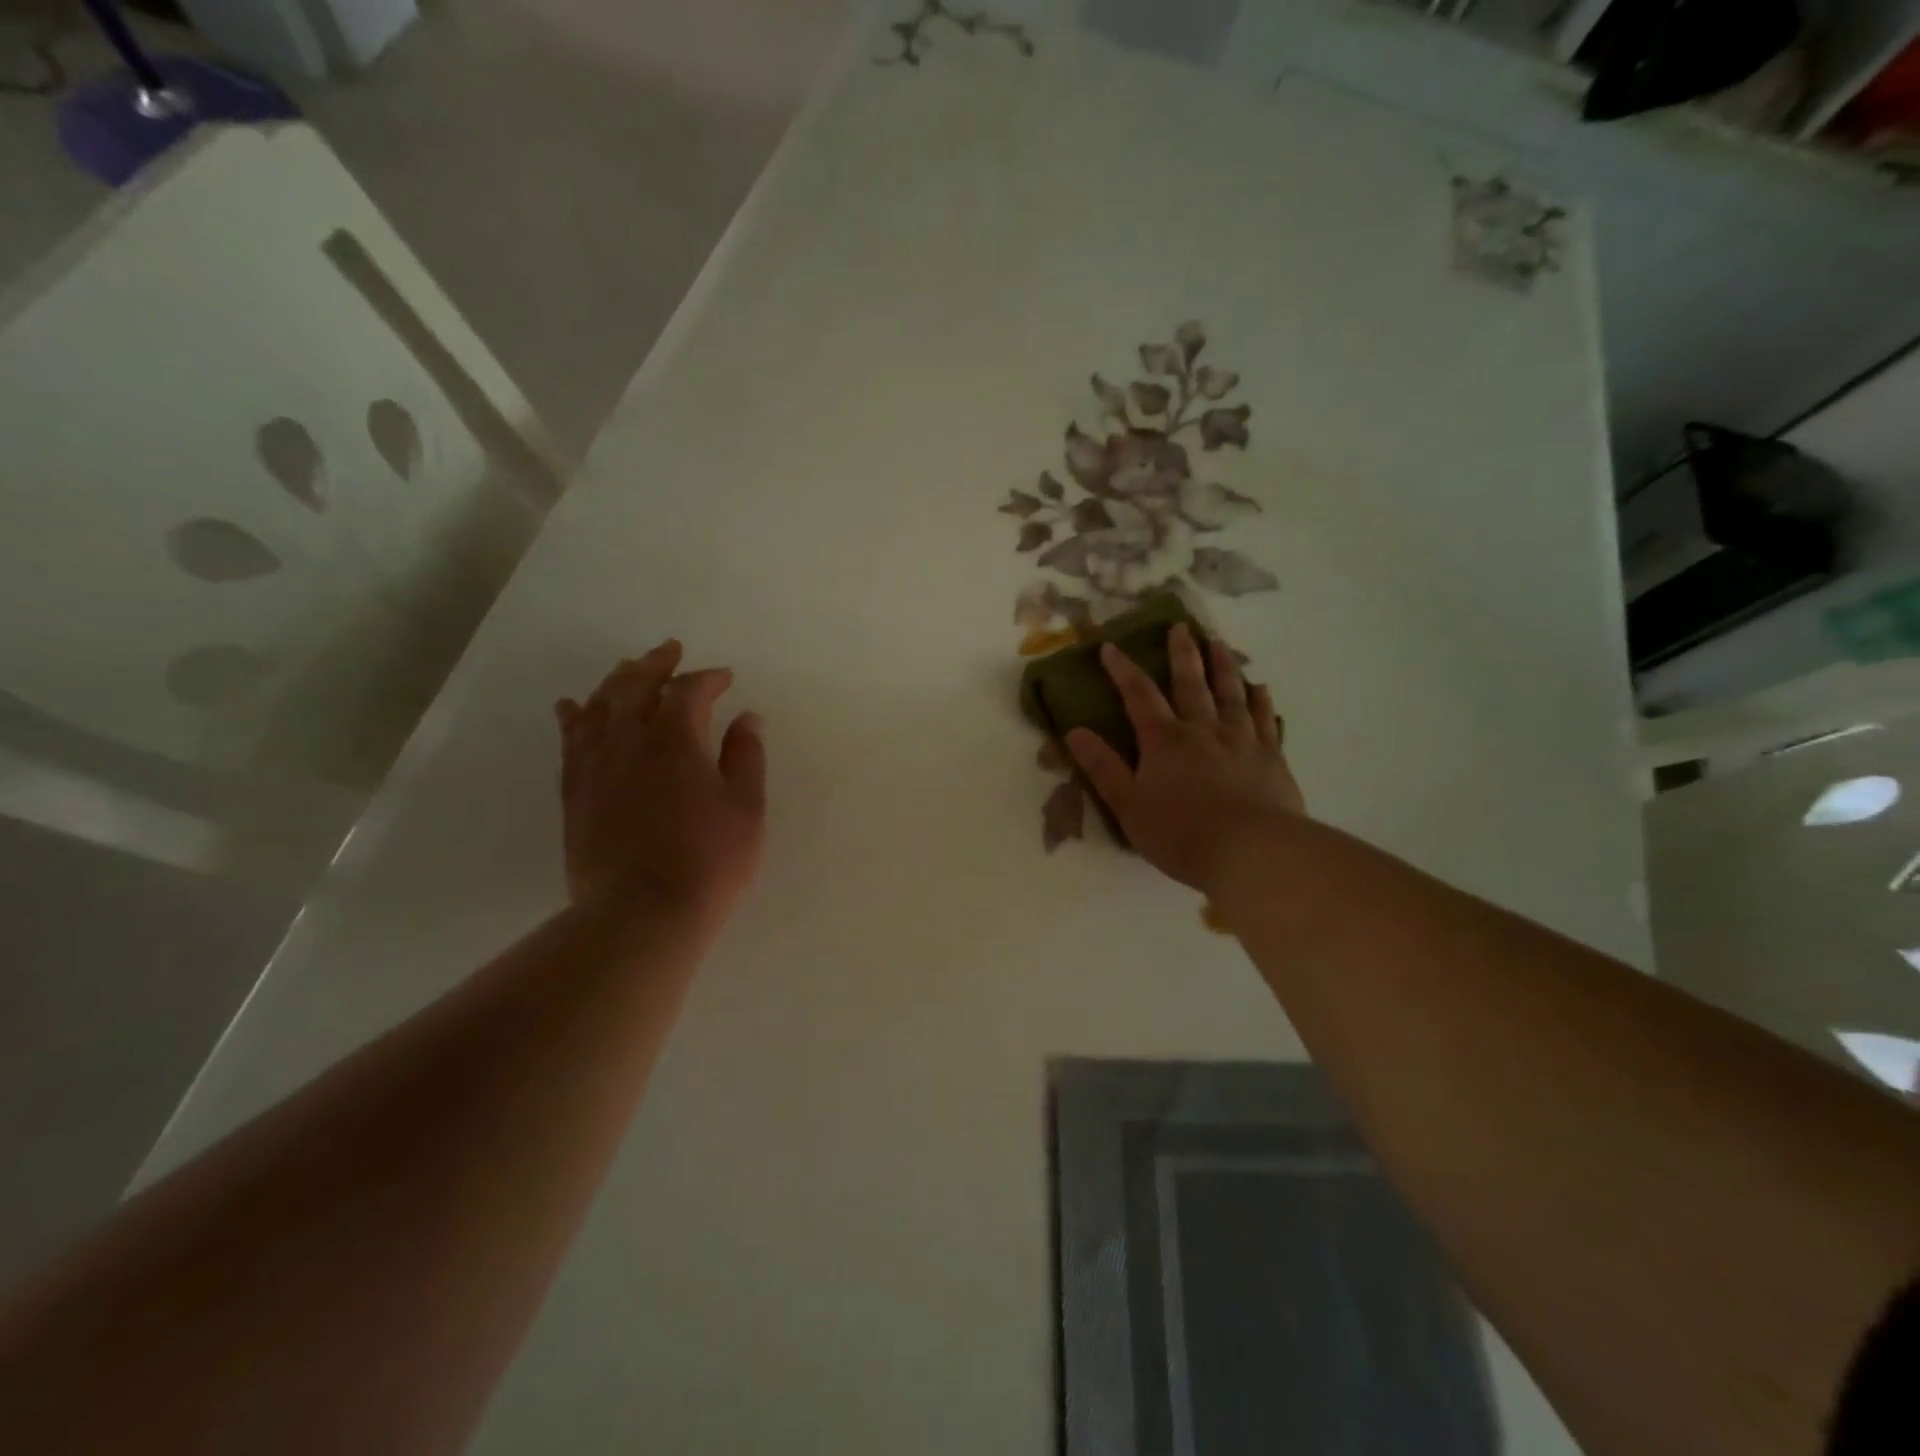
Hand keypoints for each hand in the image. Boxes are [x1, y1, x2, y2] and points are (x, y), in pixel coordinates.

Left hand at [556, 640, 766, 924]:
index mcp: (676, 739)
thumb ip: (746, 757)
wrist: (641, 914)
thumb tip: (746, 718)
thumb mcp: (746, 809)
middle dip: (656, 663)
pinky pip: (570, 740)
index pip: (689, 690)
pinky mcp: (575, 791)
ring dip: (615, 680)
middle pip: (635, 684)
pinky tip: (572, 706)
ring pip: (598, 705)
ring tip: (628, 668)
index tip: (725, 678)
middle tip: (670, 650)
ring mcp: (595, 765)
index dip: (708, 678)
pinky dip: (574, 716)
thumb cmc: (708, 862)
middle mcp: (629, 740)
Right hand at [1066, 623, 1303, 894]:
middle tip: (1181, 626)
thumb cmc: (1180, 832)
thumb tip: (1073, 731)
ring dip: (1223, 666)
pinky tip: (1260, 688)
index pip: (1139, 695)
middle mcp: (1203, 729)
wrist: (1251, 851)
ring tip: (1219, 644)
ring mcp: (1242, 740)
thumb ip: (1102, 767)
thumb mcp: (1128, 804)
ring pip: (1230, 694)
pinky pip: (1266, 720)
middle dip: (1182, 654)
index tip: (1111, 647)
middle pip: (1190, 684)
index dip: (1123, 670)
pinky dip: (1261, 701)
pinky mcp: (1272, 757)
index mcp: (1164, 740)